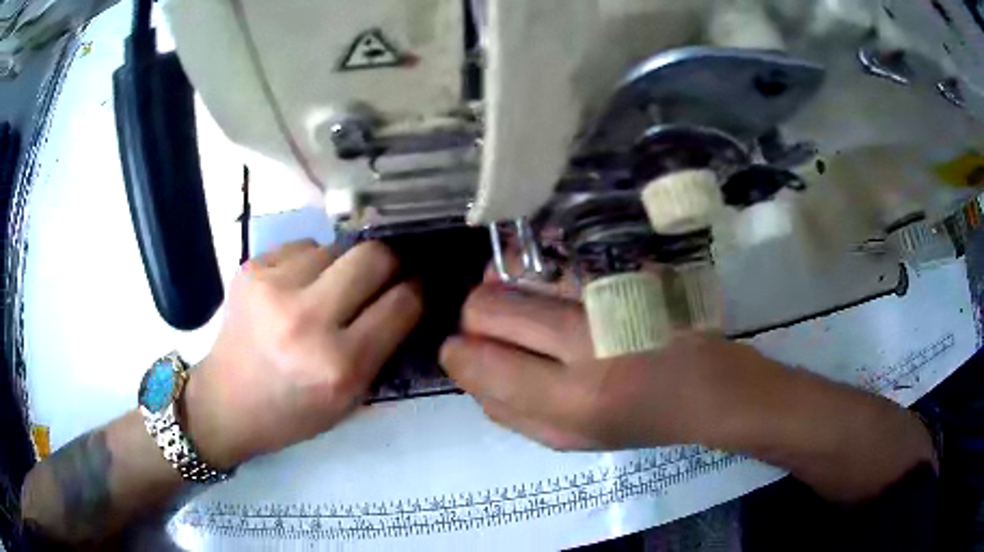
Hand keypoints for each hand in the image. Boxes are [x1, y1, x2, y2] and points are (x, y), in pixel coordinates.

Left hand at [185, 240, 422, 467]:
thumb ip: (382, 350)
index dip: (416, 290)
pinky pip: (301, 246)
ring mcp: (273, 288)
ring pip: (335, 246)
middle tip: (382, 276)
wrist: (225, 403)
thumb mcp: (349, 400)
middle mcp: (307, 320)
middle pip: (373, 256)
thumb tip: (405, 297)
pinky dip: (308, 263)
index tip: (415, 286)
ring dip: (341, 265)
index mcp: (339, 366)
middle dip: (389, 263)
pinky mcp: (250, 269)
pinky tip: (294, 287)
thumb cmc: (291, 413)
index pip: (402, 304)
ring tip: (327, 289)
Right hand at [440, 283, 934, 501]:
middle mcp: (587, 344)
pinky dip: (537, 267)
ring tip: (525, 307)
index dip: (458, 355)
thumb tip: (470, 371)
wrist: (714, 388)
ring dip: (505, 289)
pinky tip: (551, 284)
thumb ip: (510, 412)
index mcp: (572, 402)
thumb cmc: (644, 422)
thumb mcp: (572, 442)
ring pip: (516, 273)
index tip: (461, 352)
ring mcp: (610, 296)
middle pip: (485, 307)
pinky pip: (554, 254)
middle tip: (495, 330)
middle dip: (476, 319)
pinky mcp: (628, 268)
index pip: (477, 362)